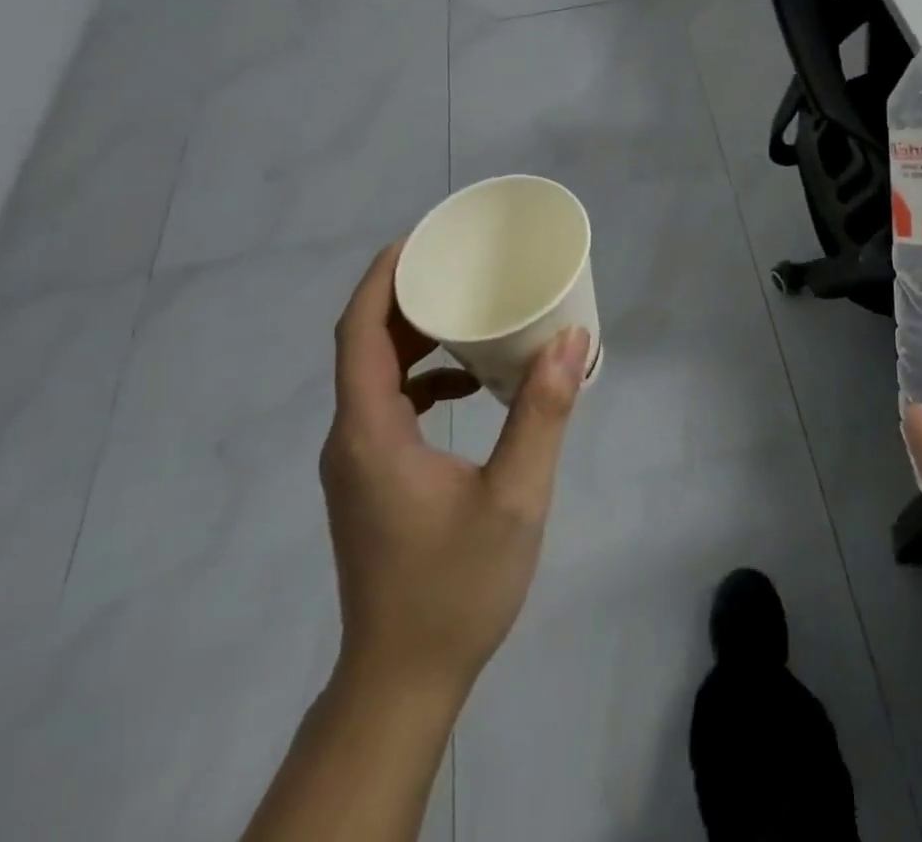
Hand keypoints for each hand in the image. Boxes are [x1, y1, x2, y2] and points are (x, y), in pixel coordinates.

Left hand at [319, 242, 588, 703]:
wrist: (403, 681)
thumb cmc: (454, 587)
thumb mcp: (514, 498)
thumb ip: (541, 415)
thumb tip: (570, 340)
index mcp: (371, 432)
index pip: (359, 332)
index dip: (383, 278)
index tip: (420, 239)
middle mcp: (351, 438)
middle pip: (365, 345)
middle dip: (406, 297)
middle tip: (457, 264)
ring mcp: (357, 461)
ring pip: (375, 375)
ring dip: (415, 337)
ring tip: (468, 310)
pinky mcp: (371, 480)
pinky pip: (388, 405)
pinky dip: (423, 378)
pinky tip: (470, 385)